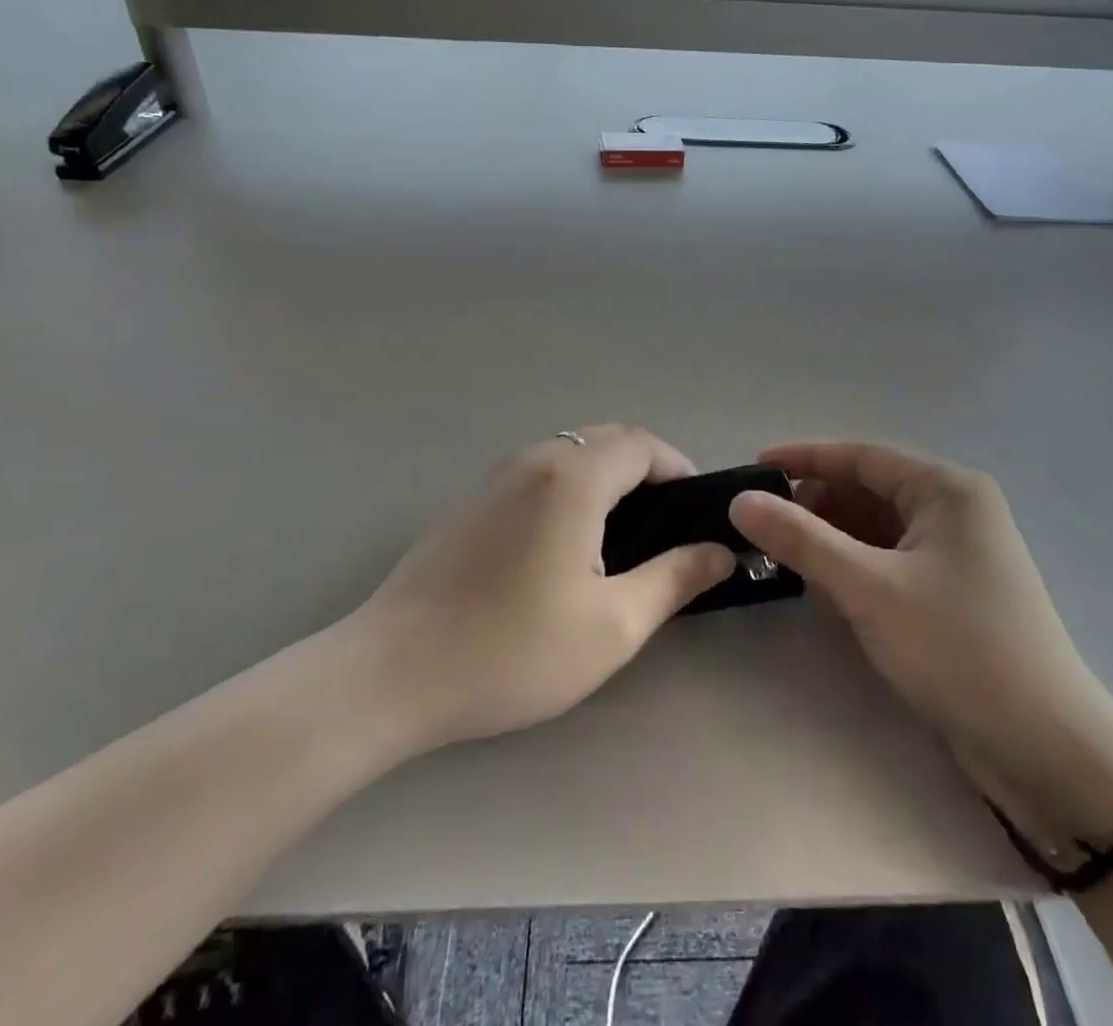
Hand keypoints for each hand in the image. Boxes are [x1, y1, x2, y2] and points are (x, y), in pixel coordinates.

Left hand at [356, 426, 735, 751]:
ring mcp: (495, 476)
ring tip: (622, 537)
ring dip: (606, 476)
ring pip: (570, 452)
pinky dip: (570, 486)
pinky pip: (538, 471)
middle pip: (606, 439)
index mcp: (572, 478)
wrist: (393, 673)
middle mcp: (534, 460)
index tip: (696, 511)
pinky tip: (566, 543)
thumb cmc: (512, 649)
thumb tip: (719, 552)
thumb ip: (674, 579)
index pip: (642, 443)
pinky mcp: (471, 500)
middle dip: (646, 469)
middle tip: (665, 526)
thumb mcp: (612, 625)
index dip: (678, 467)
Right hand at [729, 441, 1112, 841]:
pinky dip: (854, 568)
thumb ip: (801, 540)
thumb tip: (740, 501)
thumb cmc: (959, 650)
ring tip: (784, 559)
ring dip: (831, 540)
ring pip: (875, 528)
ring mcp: (956, 551)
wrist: (1047, 752)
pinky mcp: (952, 591)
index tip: (752, 469)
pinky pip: (889, 560)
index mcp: (946, 489)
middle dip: (815, 506)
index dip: (803, 459)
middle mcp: (954, 509)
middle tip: (762, 527)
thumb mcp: (869, 589)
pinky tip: (824, 589)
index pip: (860, 456)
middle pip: (867, 490)